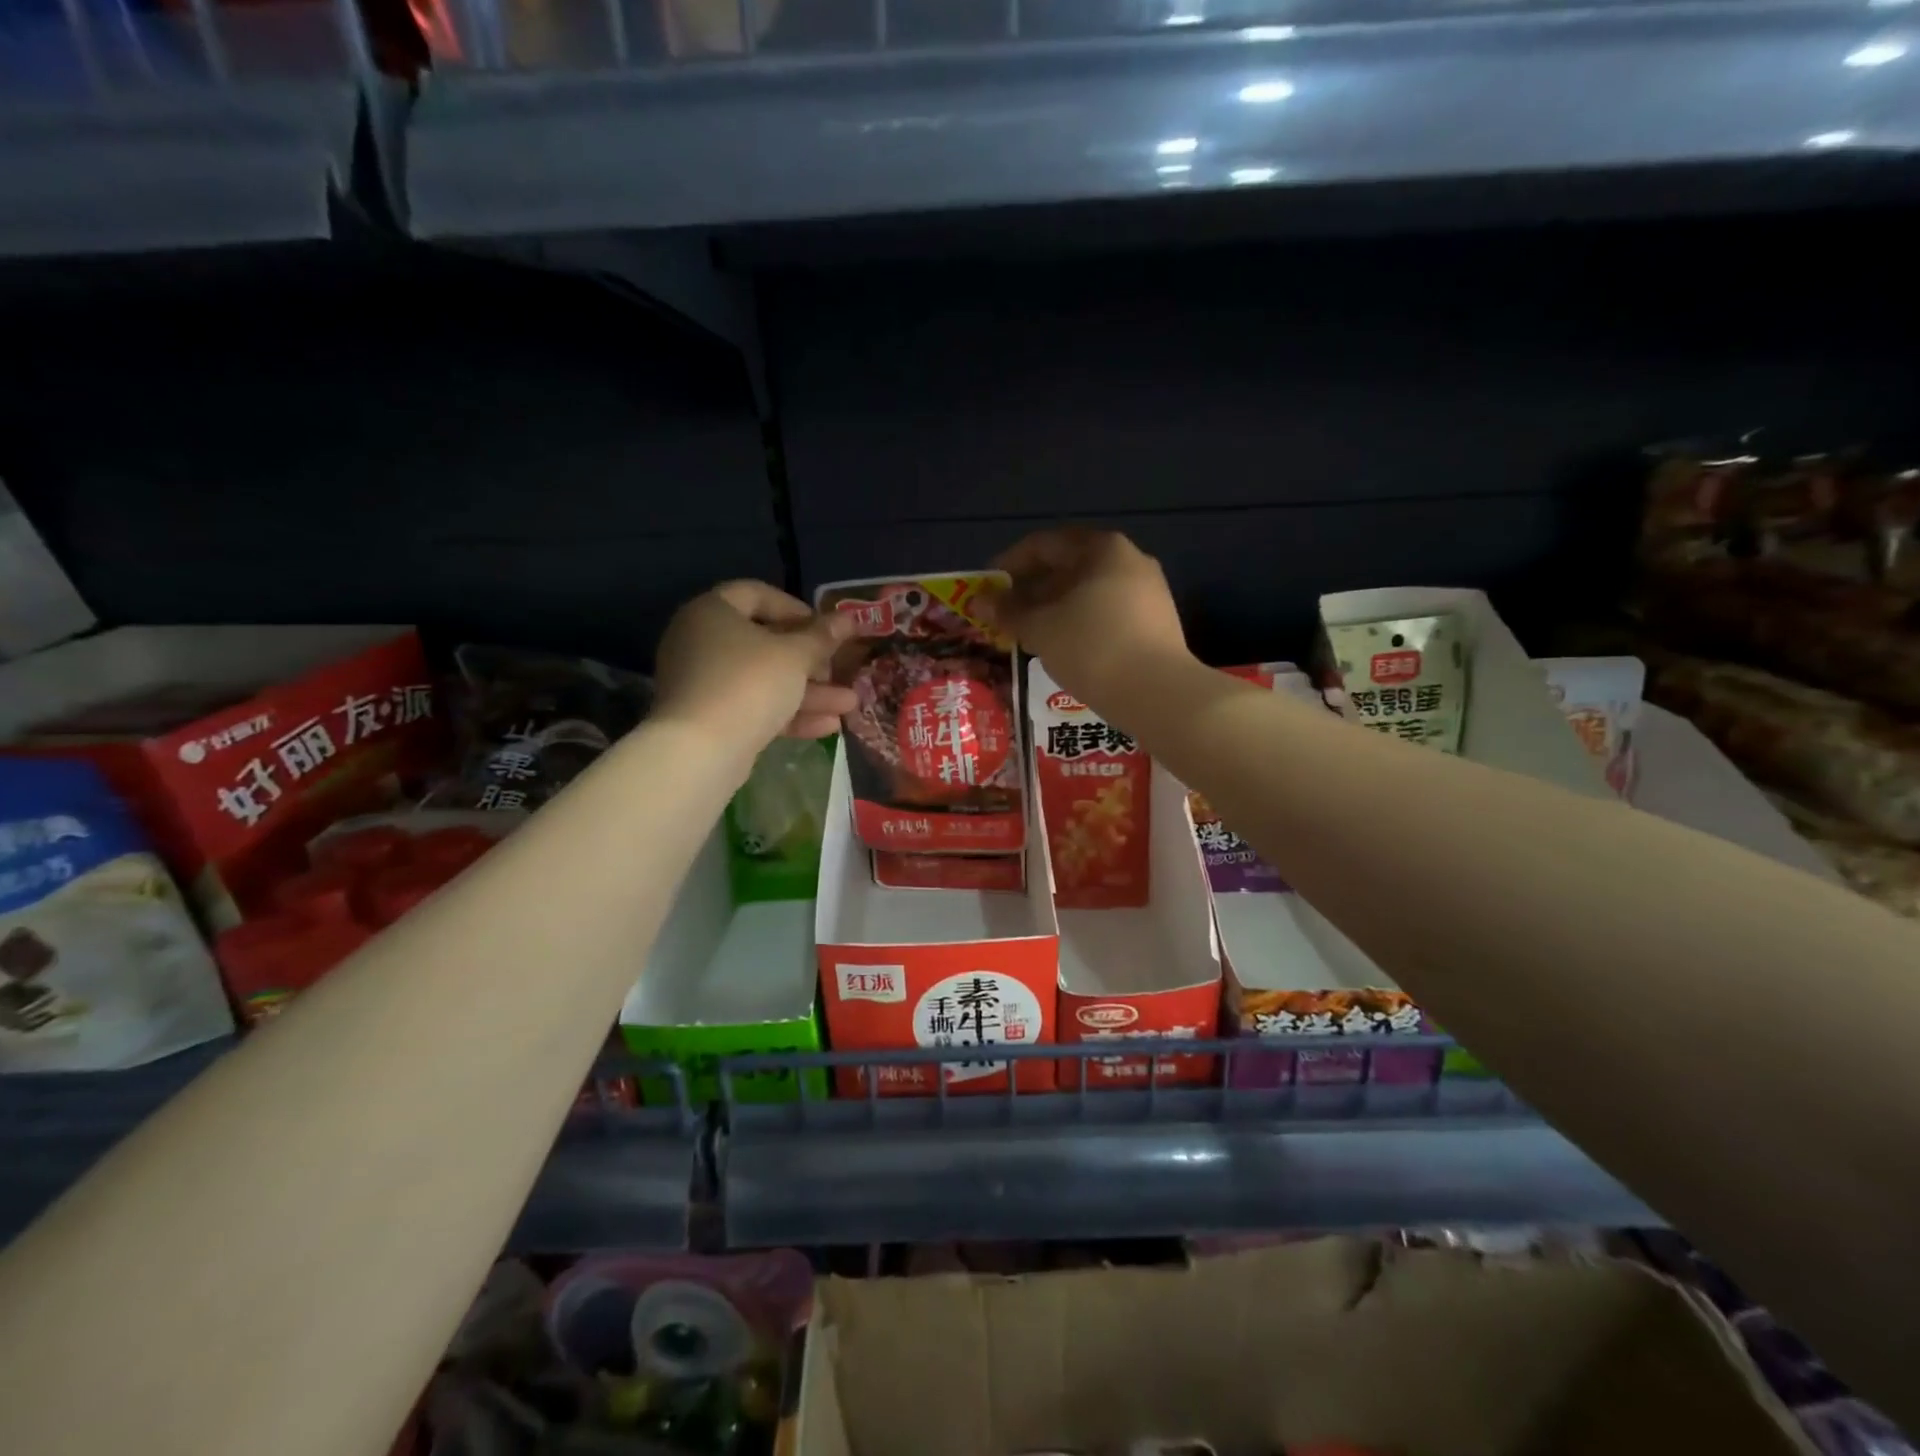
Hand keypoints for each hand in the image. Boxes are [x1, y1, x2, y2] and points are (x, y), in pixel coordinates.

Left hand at [652, 582, 857, 755]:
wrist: (701, 751)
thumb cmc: (749, 684)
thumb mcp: (795, 656)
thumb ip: (822, 637)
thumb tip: (849, 619)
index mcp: (712, 612)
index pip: (756, 594)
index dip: (796, 608)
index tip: (826, 629)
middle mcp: (701, 642)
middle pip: (764, 642)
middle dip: (811, 660)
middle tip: (839, 670)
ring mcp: (704, 683)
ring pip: (763, 680)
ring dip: (808, 692)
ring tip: (848, 704)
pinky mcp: (710, 719)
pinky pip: (753, 706)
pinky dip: (787, 713)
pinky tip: (828, 726)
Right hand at [984, 528, 1192, 707]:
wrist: (1158, 694)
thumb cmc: (1091, 648)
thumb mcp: (1040, 628)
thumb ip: (1007, 611)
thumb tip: (978, 601)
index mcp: (1102, 549)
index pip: (1044, 545)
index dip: (1009, 564)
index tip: (988, 588)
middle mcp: (1130, 560)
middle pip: (1069, 567)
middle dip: (1033, 589)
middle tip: (1005, 614)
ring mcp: (1148, 592)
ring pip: (1088, 592)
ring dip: (1054, 608)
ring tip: (1029, 633)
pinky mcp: (1157, 623)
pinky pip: (1107, 612)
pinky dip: (1079, 622)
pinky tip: (1063, 646)